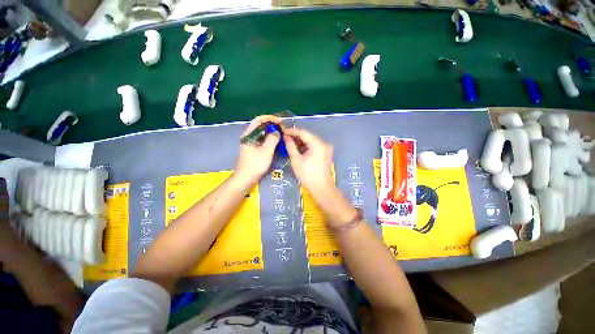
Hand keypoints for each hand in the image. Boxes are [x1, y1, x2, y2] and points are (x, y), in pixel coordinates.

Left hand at [234, 115, 281, 184]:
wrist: (245, 179)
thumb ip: (272, 139)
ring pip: (262, 133)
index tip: (281, 121)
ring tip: (282, 133)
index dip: (270, 118)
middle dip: (272, 125)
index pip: (259, 120)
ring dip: (272, 132)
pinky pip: (263, 140)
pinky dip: (270, 139)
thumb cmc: (255, 165)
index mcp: (249, 134)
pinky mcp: (253, 149)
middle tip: (283, 127)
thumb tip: (277, 132)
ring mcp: (251, 143)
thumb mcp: (266, 151)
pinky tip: (276, 142)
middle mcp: (249, 136)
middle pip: (261, 126)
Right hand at [283, 127, 334, 198]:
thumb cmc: (308, 175)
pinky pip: (314, 146)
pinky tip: (298, 148)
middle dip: (296, 136)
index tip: (283, 130)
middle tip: (285, 136)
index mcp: (318, 144)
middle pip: (308, 136)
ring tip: (289, 142)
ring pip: (311, 141)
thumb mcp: (296, 160)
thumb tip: (286, 136)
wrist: (322, 189)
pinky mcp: (325, 154)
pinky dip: (306, 146)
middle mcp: (324, 144)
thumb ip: (291, 146)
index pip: (303, 133)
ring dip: (301, 141)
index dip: (292, 131)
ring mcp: (326, 149)